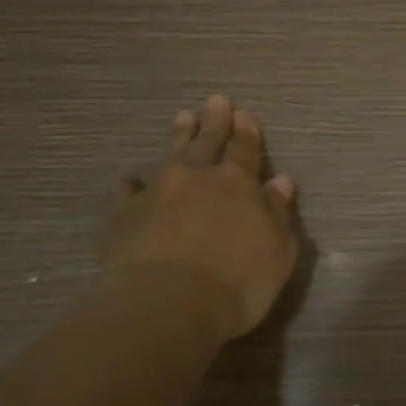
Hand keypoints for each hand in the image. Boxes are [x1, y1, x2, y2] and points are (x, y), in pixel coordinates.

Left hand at [99, 96, 301, 341]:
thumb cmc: (237, 282)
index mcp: (238, 183)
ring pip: (171, 155)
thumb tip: (282, 181)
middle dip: (214, 122)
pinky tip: (129, 179)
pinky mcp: (124, 216)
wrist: (167, 304)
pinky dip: (130, 183)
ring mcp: (157, 192)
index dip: (247, 131)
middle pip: (208, 142)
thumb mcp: (278, 251)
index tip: (244, 113)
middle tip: (215, 101)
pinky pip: (126, 191)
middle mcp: (197, 178)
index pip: (245, 149)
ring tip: (182, 117)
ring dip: (178, 137)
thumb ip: (279, 213)